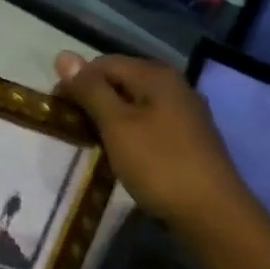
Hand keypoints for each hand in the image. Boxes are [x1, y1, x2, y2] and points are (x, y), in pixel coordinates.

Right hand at [53, 51, 258, 236]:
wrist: (212, 212)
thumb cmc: (159, 165)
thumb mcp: (117, 125)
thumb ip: (91, 90)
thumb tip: (64, 56)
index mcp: (156, 75)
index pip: (104, 63)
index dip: (76, 82)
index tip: (57, 110)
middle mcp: (174, 85)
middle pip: (122, 80)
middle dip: (93, 99)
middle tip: (72, 128)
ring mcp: (185, 112)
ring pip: (136, 104)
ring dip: (111, 118)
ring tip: (93, 142)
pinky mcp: (189, 138)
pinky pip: (150, 123)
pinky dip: (130, 132)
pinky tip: (123, 154)